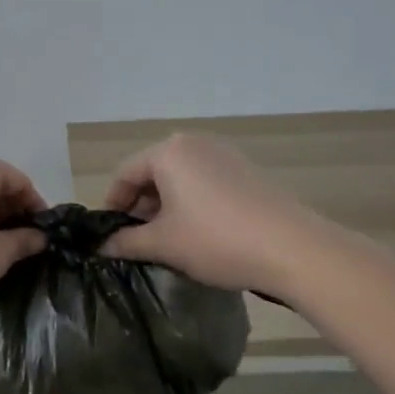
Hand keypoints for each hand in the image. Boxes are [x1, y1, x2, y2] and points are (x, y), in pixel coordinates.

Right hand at [101, 133, 313, 292]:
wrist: (292, 249)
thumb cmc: (215, 240)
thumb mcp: (163, 244)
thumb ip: (126, 242)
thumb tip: (102, 246)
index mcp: (168, 152)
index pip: (125, 174)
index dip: (112, 205)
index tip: (110, 235)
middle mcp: (194, 144)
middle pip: (152, 172)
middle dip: (140, 206)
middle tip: (137, 240)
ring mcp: (224, 155)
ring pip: (179, 178)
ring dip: (165, 206)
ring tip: (167, 240)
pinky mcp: (246, 171)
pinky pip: (204, 182)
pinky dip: (191, 203)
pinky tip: (198, 233)